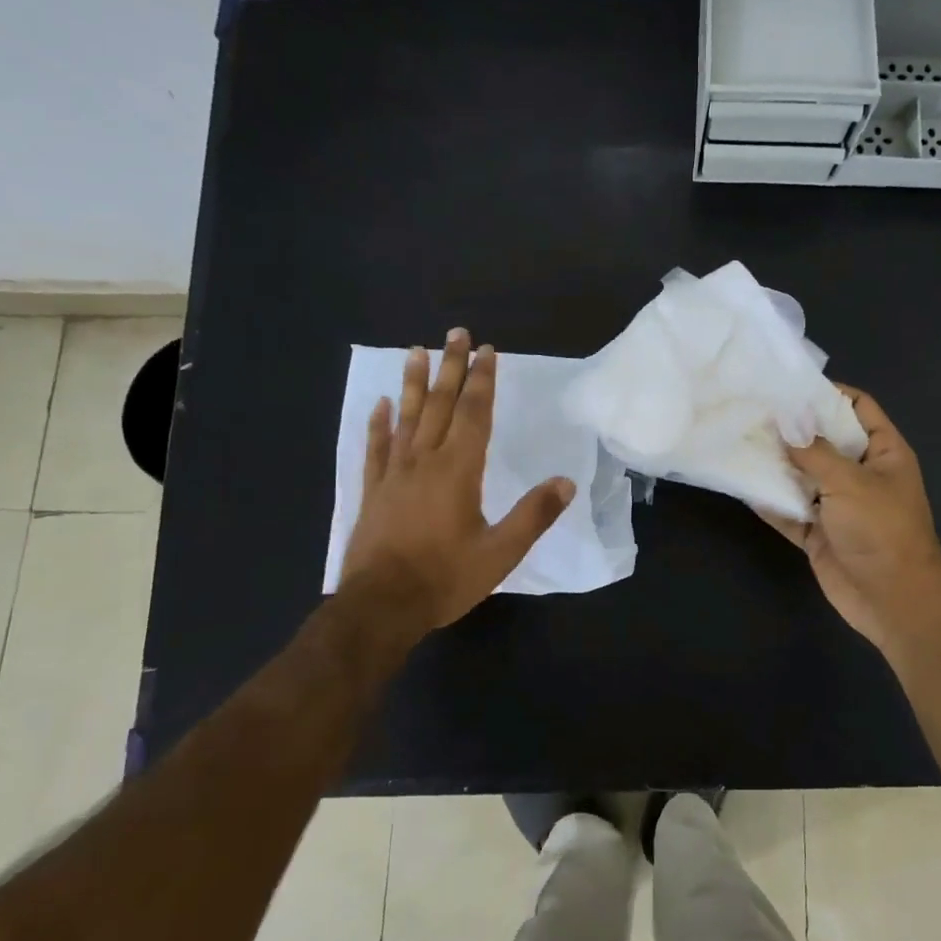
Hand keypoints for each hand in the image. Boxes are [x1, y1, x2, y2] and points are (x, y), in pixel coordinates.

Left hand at [341, 330, 574, 638]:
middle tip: (456, 333)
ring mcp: (394, 474)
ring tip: (415, 351)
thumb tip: (566, 482)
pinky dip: (378, 424)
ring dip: (413, 383)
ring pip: (405, 417)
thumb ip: (534, 515)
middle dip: (451, 367)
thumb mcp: (501, 553)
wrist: (380, 607)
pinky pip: (375, 448)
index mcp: (458, 471)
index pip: (474, 414)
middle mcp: (425, 461)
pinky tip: (379, 405)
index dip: (483, 381)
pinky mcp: (373, 491)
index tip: (487, 351)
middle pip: (440, 404)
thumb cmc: (445, 578)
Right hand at [759, 386, 940, 655]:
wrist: (894, 601)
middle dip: (792, 430)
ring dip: (776, 465)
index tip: (789, 385)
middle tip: (752, 410)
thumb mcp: (849, 482)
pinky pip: (790, 512)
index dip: (828, 394)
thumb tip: (785, 418)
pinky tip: (744, 486)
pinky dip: (771, 502)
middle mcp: (860, 474)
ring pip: (803, 477)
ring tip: (740, 440)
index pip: (857, 408)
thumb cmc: (882, 530)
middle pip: (823, 442)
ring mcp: (839, 505)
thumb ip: (814, 452)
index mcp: (882, 452)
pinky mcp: (819, 533)